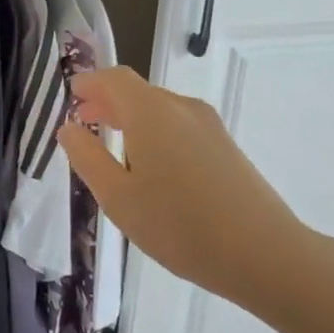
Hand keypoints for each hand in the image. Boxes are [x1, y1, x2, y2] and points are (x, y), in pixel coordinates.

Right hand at [58, 67, 313, 308]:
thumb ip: (87, 157)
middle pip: (137, 91)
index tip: (71, 97)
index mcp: (150, 112)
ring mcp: (209, 126)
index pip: (114, 78)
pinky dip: (154, 132)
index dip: (89, 83)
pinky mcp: (225, 146)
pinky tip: (150, 167)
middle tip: (84, 123)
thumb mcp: (117, 197)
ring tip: (113, 147)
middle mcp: (181, 108)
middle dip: (107, 101)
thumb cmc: (179, 225)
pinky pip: (179, 126)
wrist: (264, 254)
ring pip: (159, 109)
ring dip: (131, 118)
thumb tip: (69, 128)